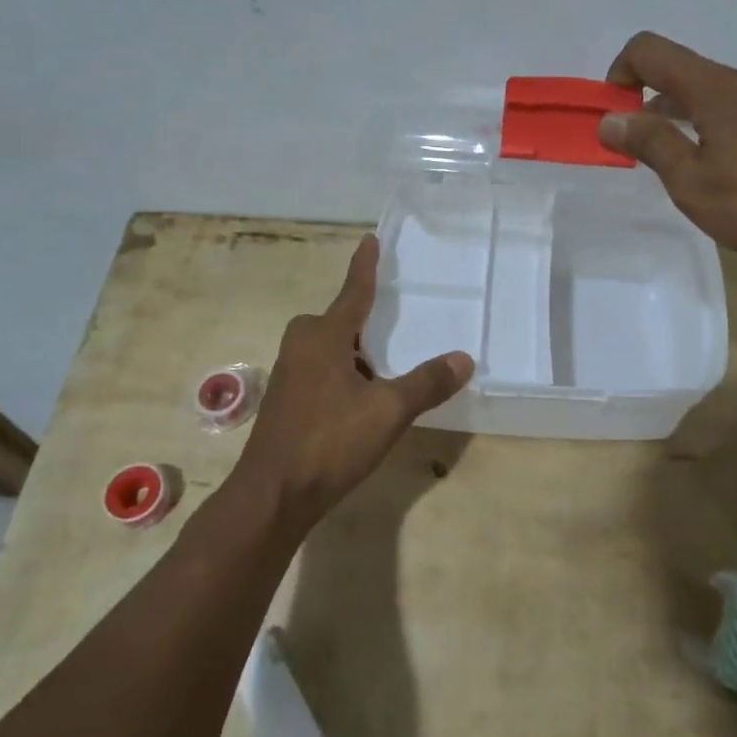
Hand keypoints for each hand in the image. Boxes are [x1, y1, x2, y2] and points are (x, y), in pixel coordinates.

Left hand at [237, 234, 473, 526]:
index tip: (370, 240)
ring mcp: (288, 375)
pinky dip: (341, 375)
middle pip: (336, 321)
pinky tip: (359, 403)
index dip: (365, 266)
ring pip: (326, 349)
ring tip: (384, 373)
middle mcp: (301, 347)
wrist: (272, 496)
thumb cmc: (330, 442)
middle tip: (392, 329)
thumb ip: (427, 383)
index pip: (353, 292)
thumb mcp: (389, 411)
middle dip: (361, 322)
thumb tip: (464, 359)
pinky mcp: (284, 402)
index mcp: (324, 337)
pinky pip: (318, 371)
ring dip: (353, 353)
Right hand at [597, 31, 736, 280]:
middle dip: (650, 104)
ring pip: (716, 98)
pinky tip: (729, 178)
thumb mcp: (693, 182)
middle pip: (684, 74)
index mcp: (716, 88)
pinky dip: (719, 132)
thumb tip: (610, 118)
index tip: (613, 114)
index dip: (620, 72)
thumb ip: (650, 144)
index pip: (651, 50)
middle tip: (639, 152)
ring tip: (683, 170)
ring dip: (686, 121)